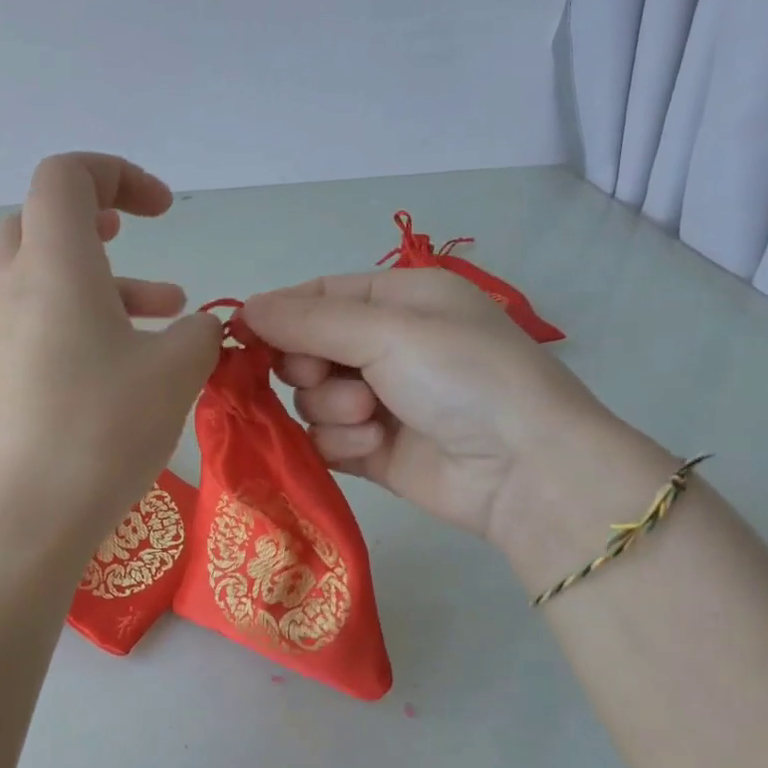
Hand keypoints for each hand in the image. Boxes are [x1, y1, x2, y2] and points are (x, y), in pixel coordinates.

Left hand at [0, 154, 220, 552]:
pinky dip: (91, 325)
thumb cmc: (99, 431)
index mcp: (55, 266)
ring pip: (49, 278)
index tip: (163, 212)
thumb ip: (200, 335)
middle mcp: (20, 291)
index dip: (117, 173)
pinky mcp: (8, 381)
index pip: (65, 175)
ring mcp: (7, 338)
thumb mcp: (175, 373)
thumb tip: (200, 329)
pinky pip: (48, 326)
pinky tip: (137, 366)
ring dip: (107, 280)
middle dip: (92, 216)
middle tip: (130, 234)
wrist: (20, 523)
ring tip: (169, 310)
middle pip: (39, 220)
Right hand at [242, 270, 611, 548]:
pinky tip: (374, 447)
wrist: (525, 470)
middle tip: (328, 376)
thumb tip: (243, 308)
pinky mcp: (372, 448)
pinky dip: (342, 442)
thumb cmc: (463, 376)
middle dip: (309, 366)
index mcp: (397, 300)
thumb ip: (309, 321)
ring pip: (310, 398)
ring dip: (331, 407)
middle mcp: (385, 345)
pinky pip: (325, 438)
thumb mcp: (388, 330)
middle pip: (304, 349)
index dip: (279, 315)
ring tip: (370, 417)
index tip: (242, 335)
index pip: (317, 296)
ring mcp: (377, 400)